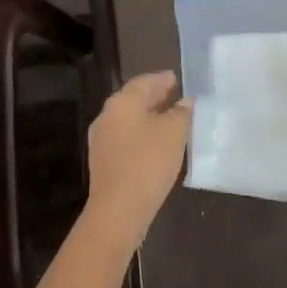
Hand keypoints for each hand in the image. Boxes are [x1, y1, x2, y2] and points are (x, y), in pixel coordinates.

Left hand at [83, 71, 193, 249]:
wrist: (118, 209)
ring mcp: (102, 139)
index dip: (162, 79)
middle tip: (174, 95)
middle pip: (133, 99)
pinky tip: (156, 143)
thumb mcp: (174, 133)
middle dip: (154, 97)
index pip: (145, 82)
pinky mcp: (103, 161)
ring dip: (148, 117)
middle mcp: (107, 115)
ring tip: (169, 119)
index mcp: (122, 102)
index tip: (176, 78)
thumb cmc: (148, 162)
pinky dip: (141, 134)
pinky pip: (126, 138)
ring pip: (129, 120)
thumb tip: (185, 102)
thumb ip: (181, 113)